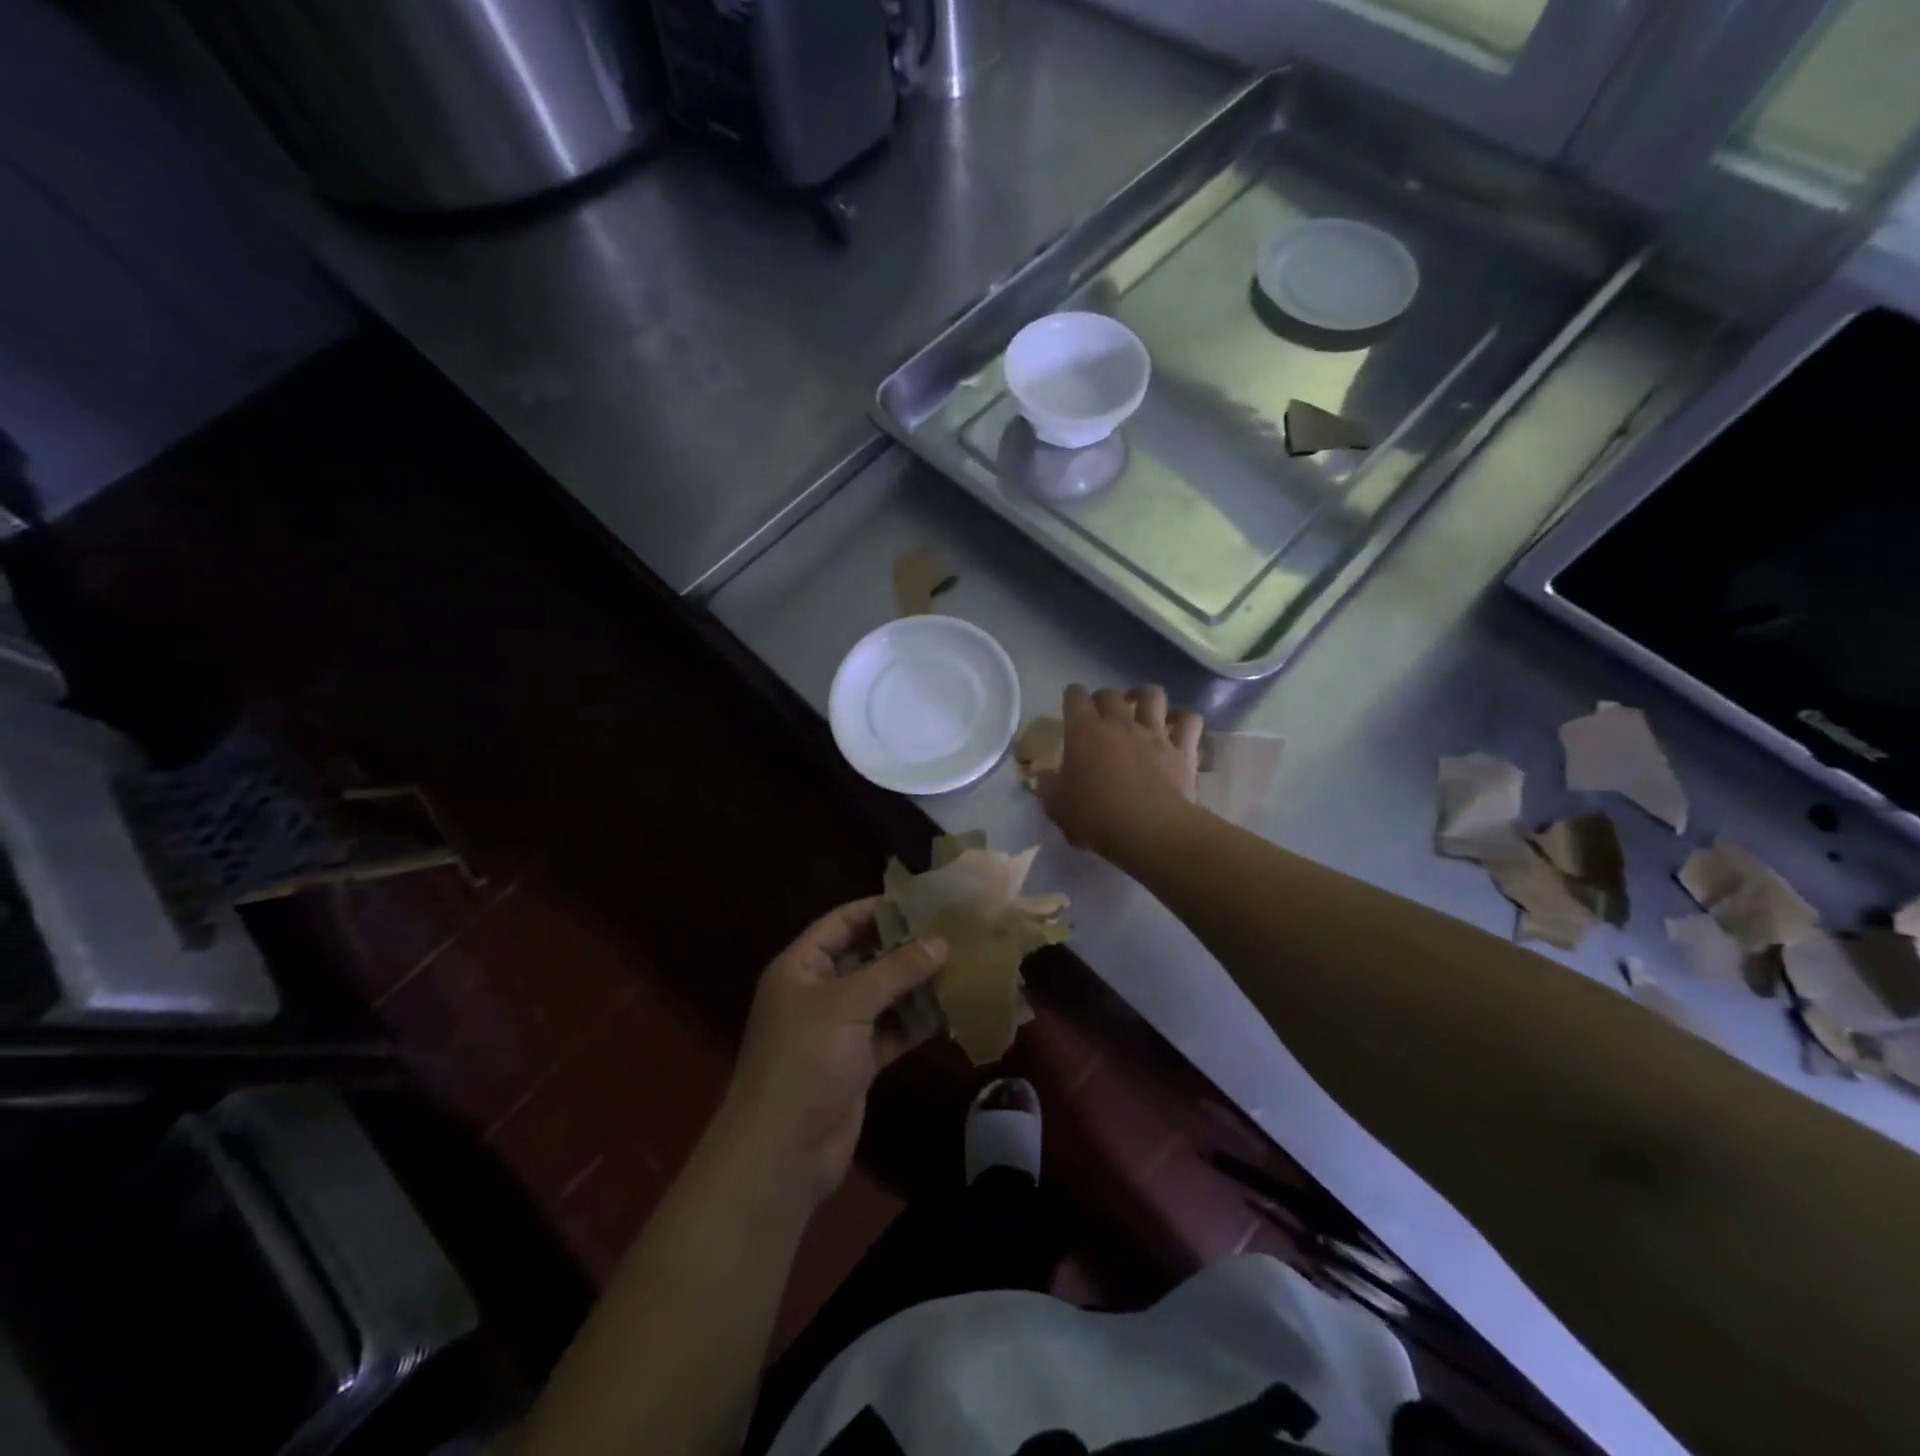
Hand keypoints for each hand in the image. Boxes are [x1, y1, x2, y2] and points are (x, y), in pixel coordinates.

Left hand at [720, 898, 946, 1208]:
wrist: (782, 1152)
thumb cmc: (805, 1060)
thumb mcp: (849, 1004)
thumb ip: (895, 970)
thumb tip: (940, 942)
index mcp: (800, 967)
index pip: (841, 923)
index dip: (878, 909)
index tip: (923, 900)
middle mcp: (818, 992)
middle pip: (865, 957)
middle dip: (905, 947)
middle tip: (952, 931)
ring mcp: (838, 1029)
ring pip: (883, 995)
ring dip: (916, 985)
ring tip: (961, 964)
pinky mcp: (857, 1061)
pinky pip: (891, 1030)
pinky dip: (916, 1021)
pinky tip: (951, 1009)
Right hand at [1035, 684, 1202, 860]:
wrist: (1149, 830)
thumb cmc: (1096, 817)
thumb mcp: (1057, 806)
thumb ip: (1048, 787)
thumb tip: (1043, 776)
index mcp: (1084, 732)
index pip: (1075, 696)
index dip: (1072, 697)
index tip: (1070, 707)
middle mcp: (1119, 723)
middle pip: (1110, 693)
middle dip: (1103, 698)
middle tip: (1100, 715)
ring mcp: (1154, 733)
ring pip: (1152, 695)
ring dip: (1144, 696)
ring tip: (1140, 708)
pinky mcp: (1182, 749)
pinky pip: (1189, 720)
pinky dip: (1183, 718)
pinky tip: (1177, 725)